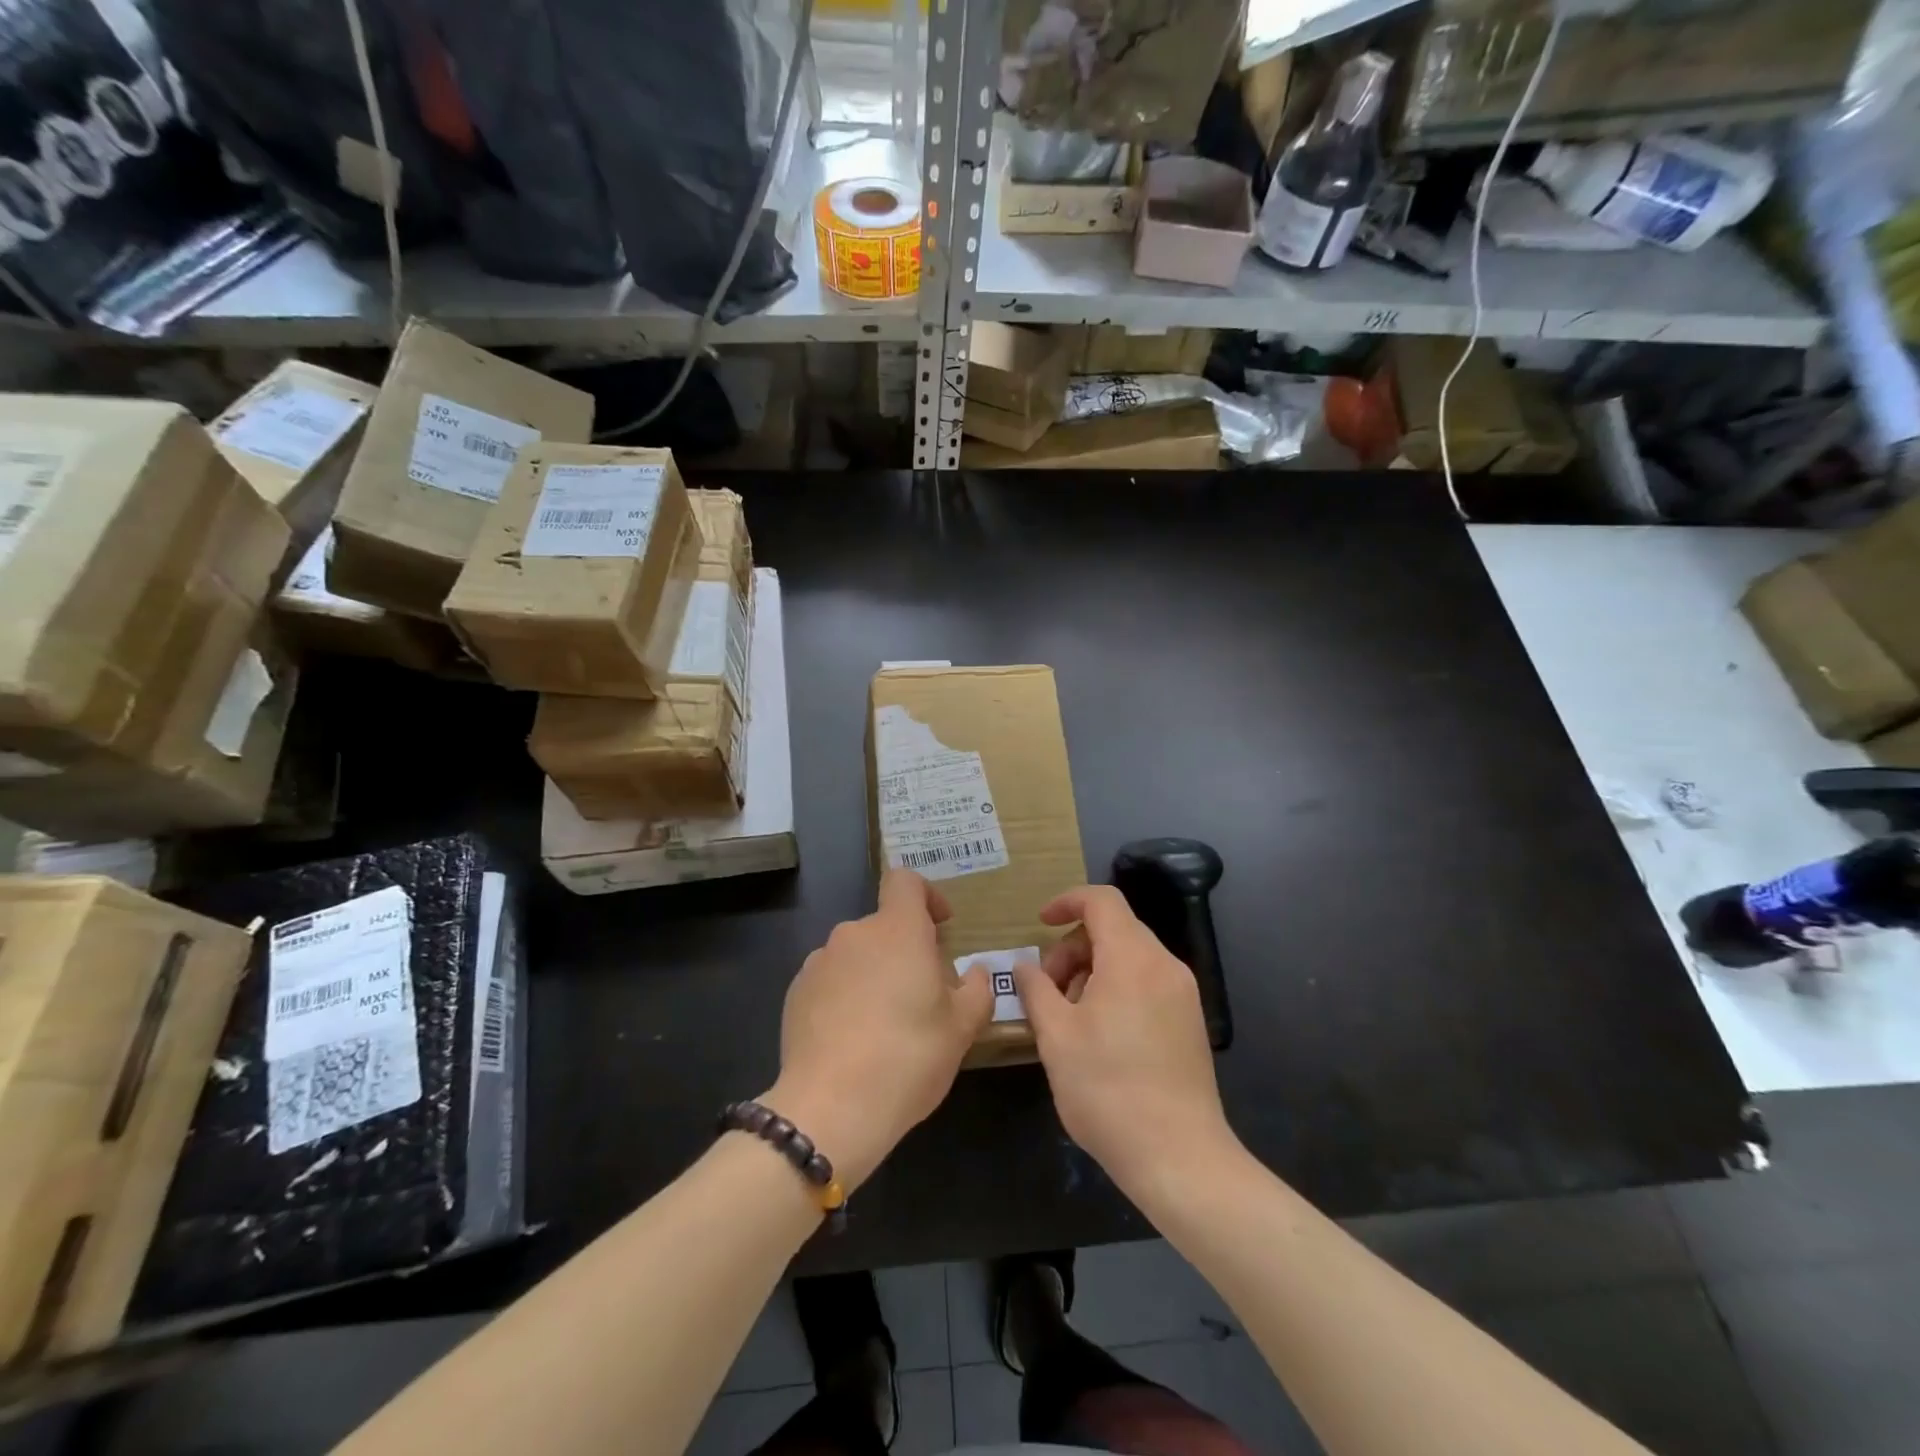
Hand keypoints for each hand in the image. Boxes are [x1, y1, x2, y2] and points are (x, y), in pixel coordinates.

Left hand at [764, 870, 991, 1191]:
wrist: (831, 1108)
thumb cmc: (909, 1057)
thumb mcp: (962, 1028)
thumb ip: (977, 990)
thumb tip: (976, 971)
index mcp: (897, 930)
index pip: (905, 881)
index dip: (926, 896)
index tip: (940, 926)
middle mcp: (854, 934)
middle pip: (884, 926)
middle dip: (905, 950)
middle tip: (923, 994)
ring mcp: (819, 962)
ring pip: (856, 955)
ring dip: (874, 974)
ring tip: (885, 1023)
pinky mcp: (795, 993)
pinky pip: (830, 981)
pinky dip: (845, 996)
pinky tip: (853, 1039)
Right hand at [1014, 886, 1237, 1202]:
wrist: (1180, 1158)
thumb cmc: (1108, 1091)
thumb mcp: (1056, 1037)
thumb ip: (1036, 990)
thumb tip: (1024, 966)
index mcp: (1132, 958)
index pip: (1102, 901)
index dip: (1067, 901)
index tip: (1040, 924)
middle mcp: (1165, 965)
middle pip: (1114, 928)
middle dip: (1073, 947)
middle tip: (1048, 990)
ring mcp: (1183, 994)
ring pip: (1130, 957)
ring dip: (1093, 970)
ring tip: (1070, 1017)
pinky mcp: (1190, 1021)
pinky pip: (1147, 982)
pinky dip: (1116, 988)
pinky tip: (1099, 1033)